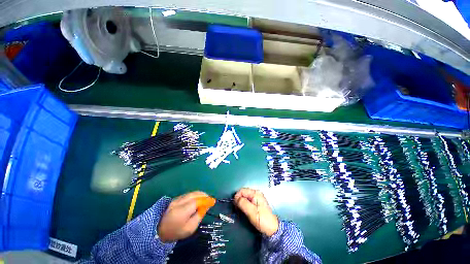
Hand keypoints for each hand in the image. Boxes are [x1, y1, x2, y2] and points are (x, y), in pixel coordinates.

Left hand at [158, 191, 207, 242]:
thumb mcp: (190, 228)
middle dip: (204, 195)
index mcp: (183, 210)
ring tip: (205, 198)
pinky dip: (195, 195)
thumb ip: (198, 216)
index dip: (206, 200)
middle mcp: (180, 202)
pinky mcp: (176, 198)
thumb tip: (205, 206)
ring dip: (200, 194)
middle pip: (195, 194)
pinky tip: (198, 199)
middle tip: (210, 199)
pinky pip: (188, 194)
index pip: (197, 201)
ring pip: (192, 193)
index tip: (213, 201)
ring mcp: (177, 199)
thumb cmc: (176, 231)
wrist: (158, 229)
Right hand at [234, 188, 278, 236]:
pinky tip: (244, 211)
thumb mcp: (251, 211)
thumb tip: (235, 198)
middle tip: (237, 209)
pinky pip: (247, 201)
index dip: (237, 197)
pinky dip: (244, 205)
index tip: (235, 205)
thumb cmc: (262, 219)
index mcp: (255, 193)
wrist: (272, 229)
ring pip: (244, 198)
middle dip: (239, 200)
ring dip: (241, 203)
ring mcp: (256, 198)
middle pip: (243, 193)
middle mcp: (256, 193)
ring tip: (240, 211)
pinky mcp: (256, 203)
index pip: (242, 190)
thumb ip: (243, 203)